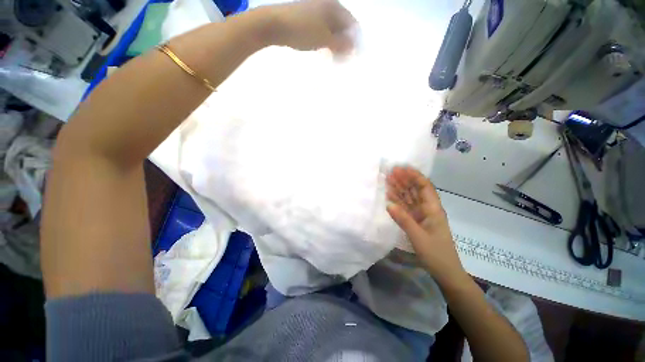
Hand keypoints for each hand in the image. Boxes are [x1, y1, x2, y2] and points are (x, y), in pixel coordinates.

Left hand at [267, 0, 355, 54]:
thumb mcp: (324, 39)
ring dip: (335, 44)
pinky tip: (323, 50)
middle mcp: (327, 5)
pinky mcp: (307, 18)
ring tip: (333, 57)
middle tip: (343, 59)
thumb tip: (353, 48)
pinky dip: (325, 41)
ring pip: (331, 29)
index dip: (354, 40)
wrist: (274, 24)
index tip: (354, 56)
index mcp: (334, 6)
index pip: (352, 24)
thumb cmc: (302, 30)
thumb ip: (341, 44)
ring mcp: (316, 10)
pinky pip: (322, 30)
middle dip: (344, 43)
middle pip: (342, 26)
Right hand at [386, 166, 467, 284]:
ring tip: (388, 180)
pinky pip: (406, 208)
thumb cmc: (436, 253)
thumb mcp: (419, 236)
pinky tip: (389, 196)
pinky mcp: (416, 222)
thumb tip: (388, 204)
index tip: (401, 169)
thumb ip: (403, 219)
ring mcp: (421, 215)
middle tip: (391, 172)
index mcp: (433, 209)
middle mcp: (428, 209)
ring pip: (409, 198)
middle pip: (415, 190)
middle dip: (404, 180)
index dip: (414, 176)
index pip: (425, 186)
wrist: (445, 272)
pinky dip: (398, 201)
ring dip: (399, 189)